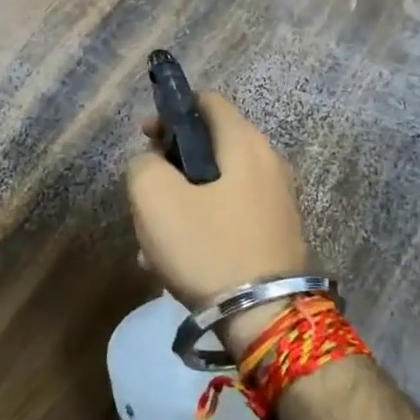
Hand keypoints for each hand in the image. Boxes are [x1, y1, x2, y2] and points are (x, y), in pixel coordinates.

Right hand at [126, 92, 310, 313]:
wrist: (266, 318)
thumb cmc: (208, 247)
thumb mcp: (155, 198)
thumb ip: (143, 166)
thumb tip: (153, 165)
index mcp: (244, 143)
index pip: (206, 101)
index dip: (170, 112)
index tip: (146, 140)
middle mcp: (268, 163)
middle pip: (209, 146)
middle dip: (171, 166)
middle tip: (147, 194)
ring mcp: (276, 201)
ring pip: (215, 187)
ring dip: (180, 204)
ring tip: (153, 241)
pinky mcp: (276, 235)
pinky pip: (229, 216)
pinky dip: (201, 227)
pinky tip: (175, 263)